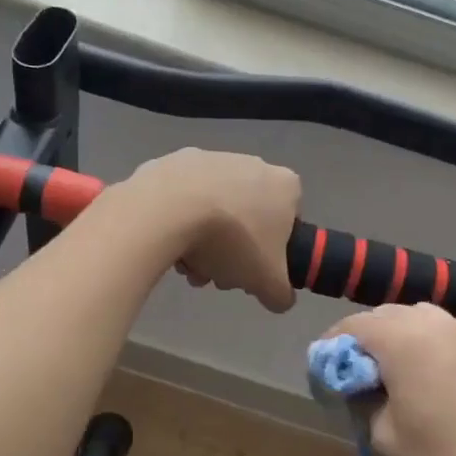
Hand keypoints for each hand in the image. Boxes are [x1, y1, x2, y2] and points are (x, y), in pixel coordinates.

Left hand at [125, 149, 300, 312]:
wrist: (168, 210)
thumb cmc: (233, 240)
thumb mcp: (267, 280)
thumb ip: (281, 293)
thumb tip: (280, 299)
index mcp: (283, 185)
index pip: (289, 219)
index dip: (273, 249)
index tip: (253, 268)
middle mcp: (252, 163)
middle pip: (247, 217)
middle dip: (232, 249)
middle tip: (216, 272)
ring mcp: (210, 157)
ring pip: (214, 208)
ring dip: (203, 239)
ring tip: (187, 265)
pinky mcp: (173, 161)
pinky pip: (182, 197)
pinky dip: (177, 218)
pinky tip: (167, 241)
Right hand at [331, 304, 455, 455]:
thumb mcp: (384, 438)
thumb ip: (363, 399)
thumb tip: (360, 384)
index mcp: (404, 337)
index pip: (353, 326)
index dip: (332, 348)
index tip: (324, 376)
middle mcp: (436, 324)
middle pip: (387, 317)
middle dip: (366, 341)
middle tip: (356, 380)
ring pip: (420, 323)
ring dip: (399, 342)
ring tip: (393, 381)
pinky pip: (446, 341)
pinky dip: (428, 353)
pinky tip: (430, 390)